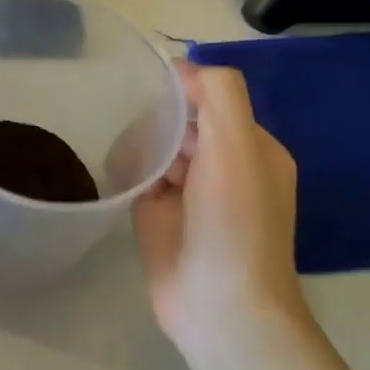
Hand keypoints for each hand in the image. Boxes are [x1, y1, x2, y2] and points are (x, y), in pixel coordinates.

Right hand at [134, 64, 308, 351]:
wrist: (218, 304)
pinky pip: (139, 177)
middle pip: (182, 121)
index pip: (213, 98)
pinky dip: (127, 170)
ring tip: (126, 156)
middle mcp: (223, 167)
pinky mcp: (157, 216)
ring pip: (157, 147)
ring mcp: (189, 193)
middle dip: (158, 118)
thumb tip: (180, 65)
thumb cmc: (233, 223)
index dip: (182, 89)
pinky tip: (117, 173)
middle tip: (137, 130)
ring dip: (140, 144)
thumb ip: (218, 95)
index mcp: (253, 148)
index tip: (149, 90)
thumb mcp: (237, 148)